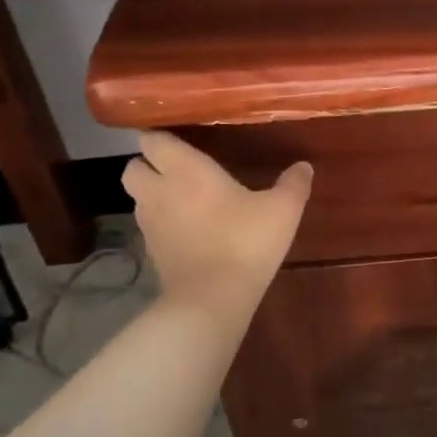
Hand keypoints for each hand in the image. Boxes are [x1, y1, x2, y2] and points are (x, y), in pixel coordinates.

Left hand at [122, 132, 311, 316]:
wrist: (212, 299)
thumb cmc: (245, 242)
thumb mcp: (282, 210)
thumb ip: (293, 184)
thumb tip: (303, 166)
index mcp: (185, 169)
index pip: (153, 140)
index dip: (161, 137)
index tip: (180, 137)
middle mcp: (159, 190)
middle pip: (133, 167)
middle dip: (149, 164)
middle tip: (178, 168)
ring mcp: (150, 223)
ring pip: (138, 198)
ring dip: (153, 194)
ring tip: (183, 198)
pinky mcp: (150, 252)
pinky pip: (148, 226)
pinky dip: (161, 222)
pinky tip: (187, 229)